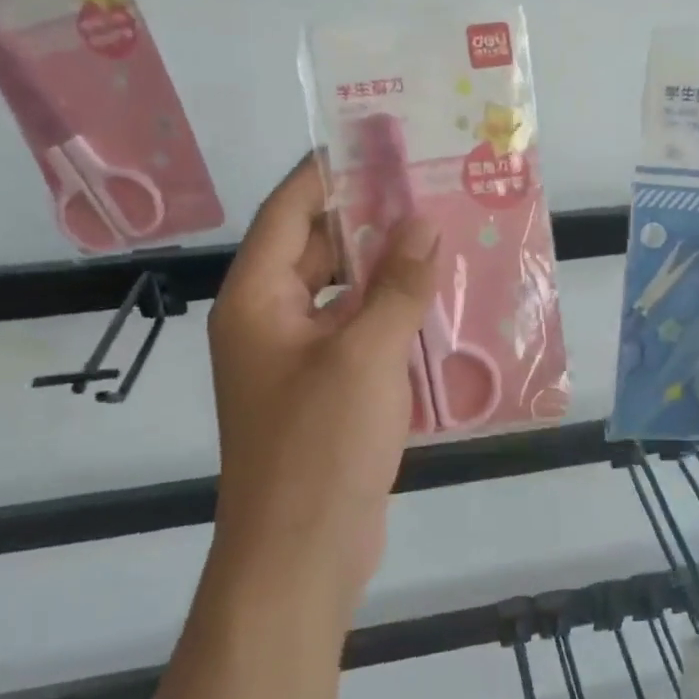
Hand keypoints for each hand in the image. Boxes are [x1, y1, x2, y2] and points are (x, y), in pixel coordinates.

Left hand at [208, 157, 437, 608]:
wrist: (301, 554)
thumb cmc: (320, 445)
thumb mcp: (364, 355)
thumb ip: (397, 286)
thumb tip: (423, 224)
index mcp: (257, 299)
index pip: (289, 212)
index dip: (329, 173)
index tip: (377, 144)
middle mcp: (269, 320)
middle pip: (317, 249)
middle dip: (369, 221)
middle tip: (427, 191)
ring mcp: (297, 358)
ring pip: (342, 293)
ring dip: (386, 270)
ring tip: (441, 238)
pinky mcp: (325, 390)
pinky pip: (358, 333)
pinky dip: (391, 315)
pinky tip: (437, 303)